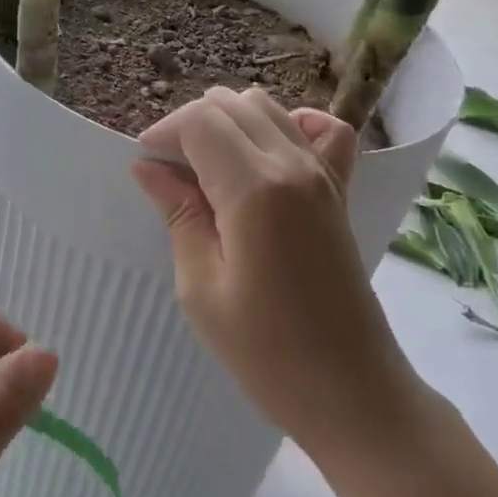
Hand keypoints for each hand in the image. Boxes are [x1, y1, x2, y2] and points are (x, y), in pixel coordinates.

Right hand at [130, 87, 419, 457]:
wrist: (352, 391)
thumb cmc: (267, 353)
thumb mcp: (202, 288)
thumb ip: (179, 215)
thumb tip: (149, 168)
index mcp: (255, 188)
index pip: (200, 121)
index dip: (164, 132)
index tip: (145, 165)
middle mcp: (293, 164)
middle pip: (231, 104)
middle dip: (191, 125)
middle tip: (170, 171)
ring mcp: (324, 173)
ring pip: (268, 108)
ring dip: (229, 122)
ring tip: (207, 166)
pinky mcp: (340, 189)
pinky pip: (323, 130)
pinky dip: (291, 125)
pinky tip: (268, 153)